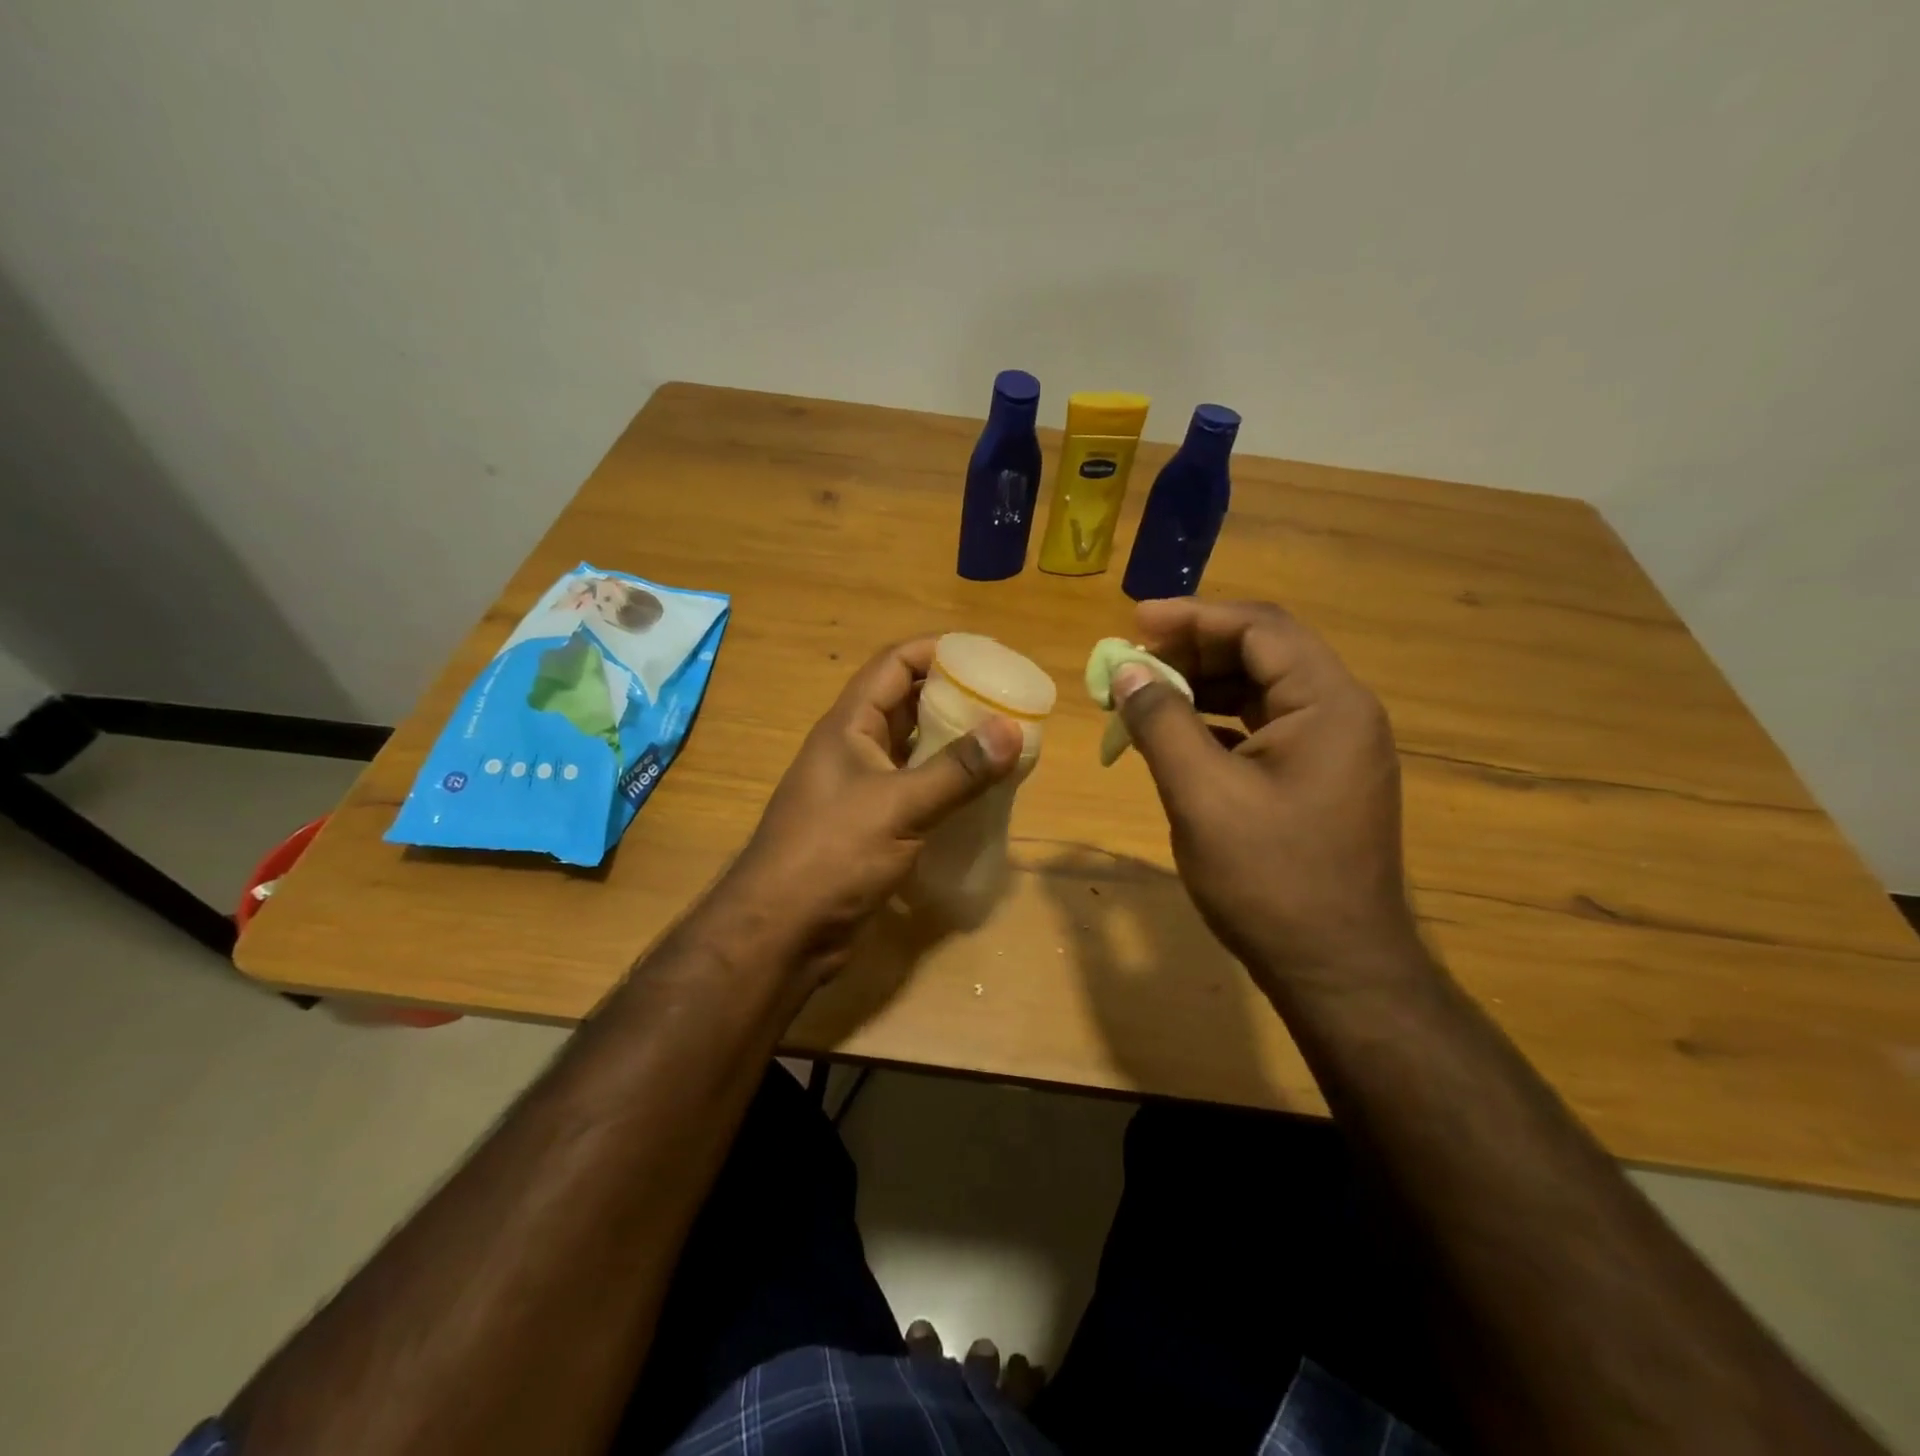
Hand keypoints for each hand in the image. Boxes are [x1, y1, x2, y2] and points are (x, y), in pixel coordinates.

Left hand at [716, 637, 1022, 978]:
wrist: (781, 931)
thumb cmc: (831, 854)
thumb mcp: (898, 806)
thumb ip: (957, 770)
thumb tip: (1012, 729)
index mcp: (849, 725)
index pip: (895, 664)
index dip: (938, 650)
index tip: (987, 655)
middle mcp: (853, 748)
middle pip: (906, 702)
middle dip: (953, 695)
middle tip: (1005, 701)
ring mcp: (860, 788)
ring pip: (912, 748)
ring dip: (952, 742)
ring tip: (1001, 741)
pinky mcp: (870, 825)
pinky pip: (914, 788)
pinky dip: (945, 783)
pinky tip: (978, 793)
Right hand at [1113, 599, 1420, 986]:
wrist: (1337, 969)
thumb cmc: (1270, 879)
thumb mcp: (1202, 796)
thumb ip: (1161, 723)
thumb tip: (1127, 672)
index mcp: (1328, 704)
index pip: (1259, 628)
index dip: (1193, 616)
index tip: (1133, 622)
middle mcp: (1341, 713)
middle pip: (1263, 652)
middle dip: (1193, 649)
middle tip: (1132, 662)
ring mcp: (1334, 747)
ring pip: (1261, 689)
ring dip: (1202, 685)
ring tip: (1145, 695)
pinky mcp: (1320, 778)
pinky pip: (1264, 727)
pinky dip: (1217, 721)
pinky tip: (1178, 737)